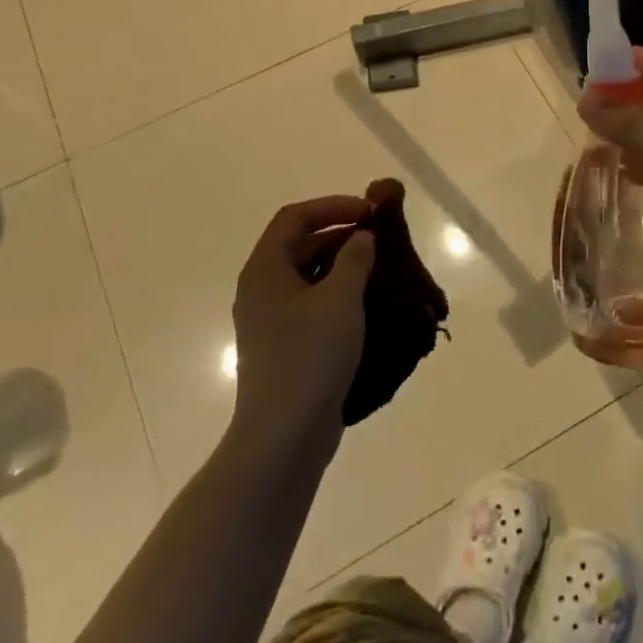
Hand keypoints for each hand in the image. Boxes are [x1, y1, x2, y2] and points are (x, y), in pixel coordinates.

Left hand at [231, 195, 376, 439]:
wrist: (284, 436)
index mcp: (265, 269)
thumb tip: (361, 237)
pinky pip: (312, 304)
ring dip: (342, 265)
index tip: (370, 212)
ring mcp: (271, 320)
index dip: (333, 206)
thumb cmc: (310, 357)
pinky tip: (368, 304)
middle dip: (340, 234)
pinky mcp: (285, 346)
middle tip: (380, 238)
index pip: (294, 217)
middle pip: (300, 243)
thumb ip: (354, 258)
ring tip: (380, 268)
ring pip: (308, 275)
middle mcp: (262, 289)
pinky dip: (338, 294)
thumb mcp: (340, 299)